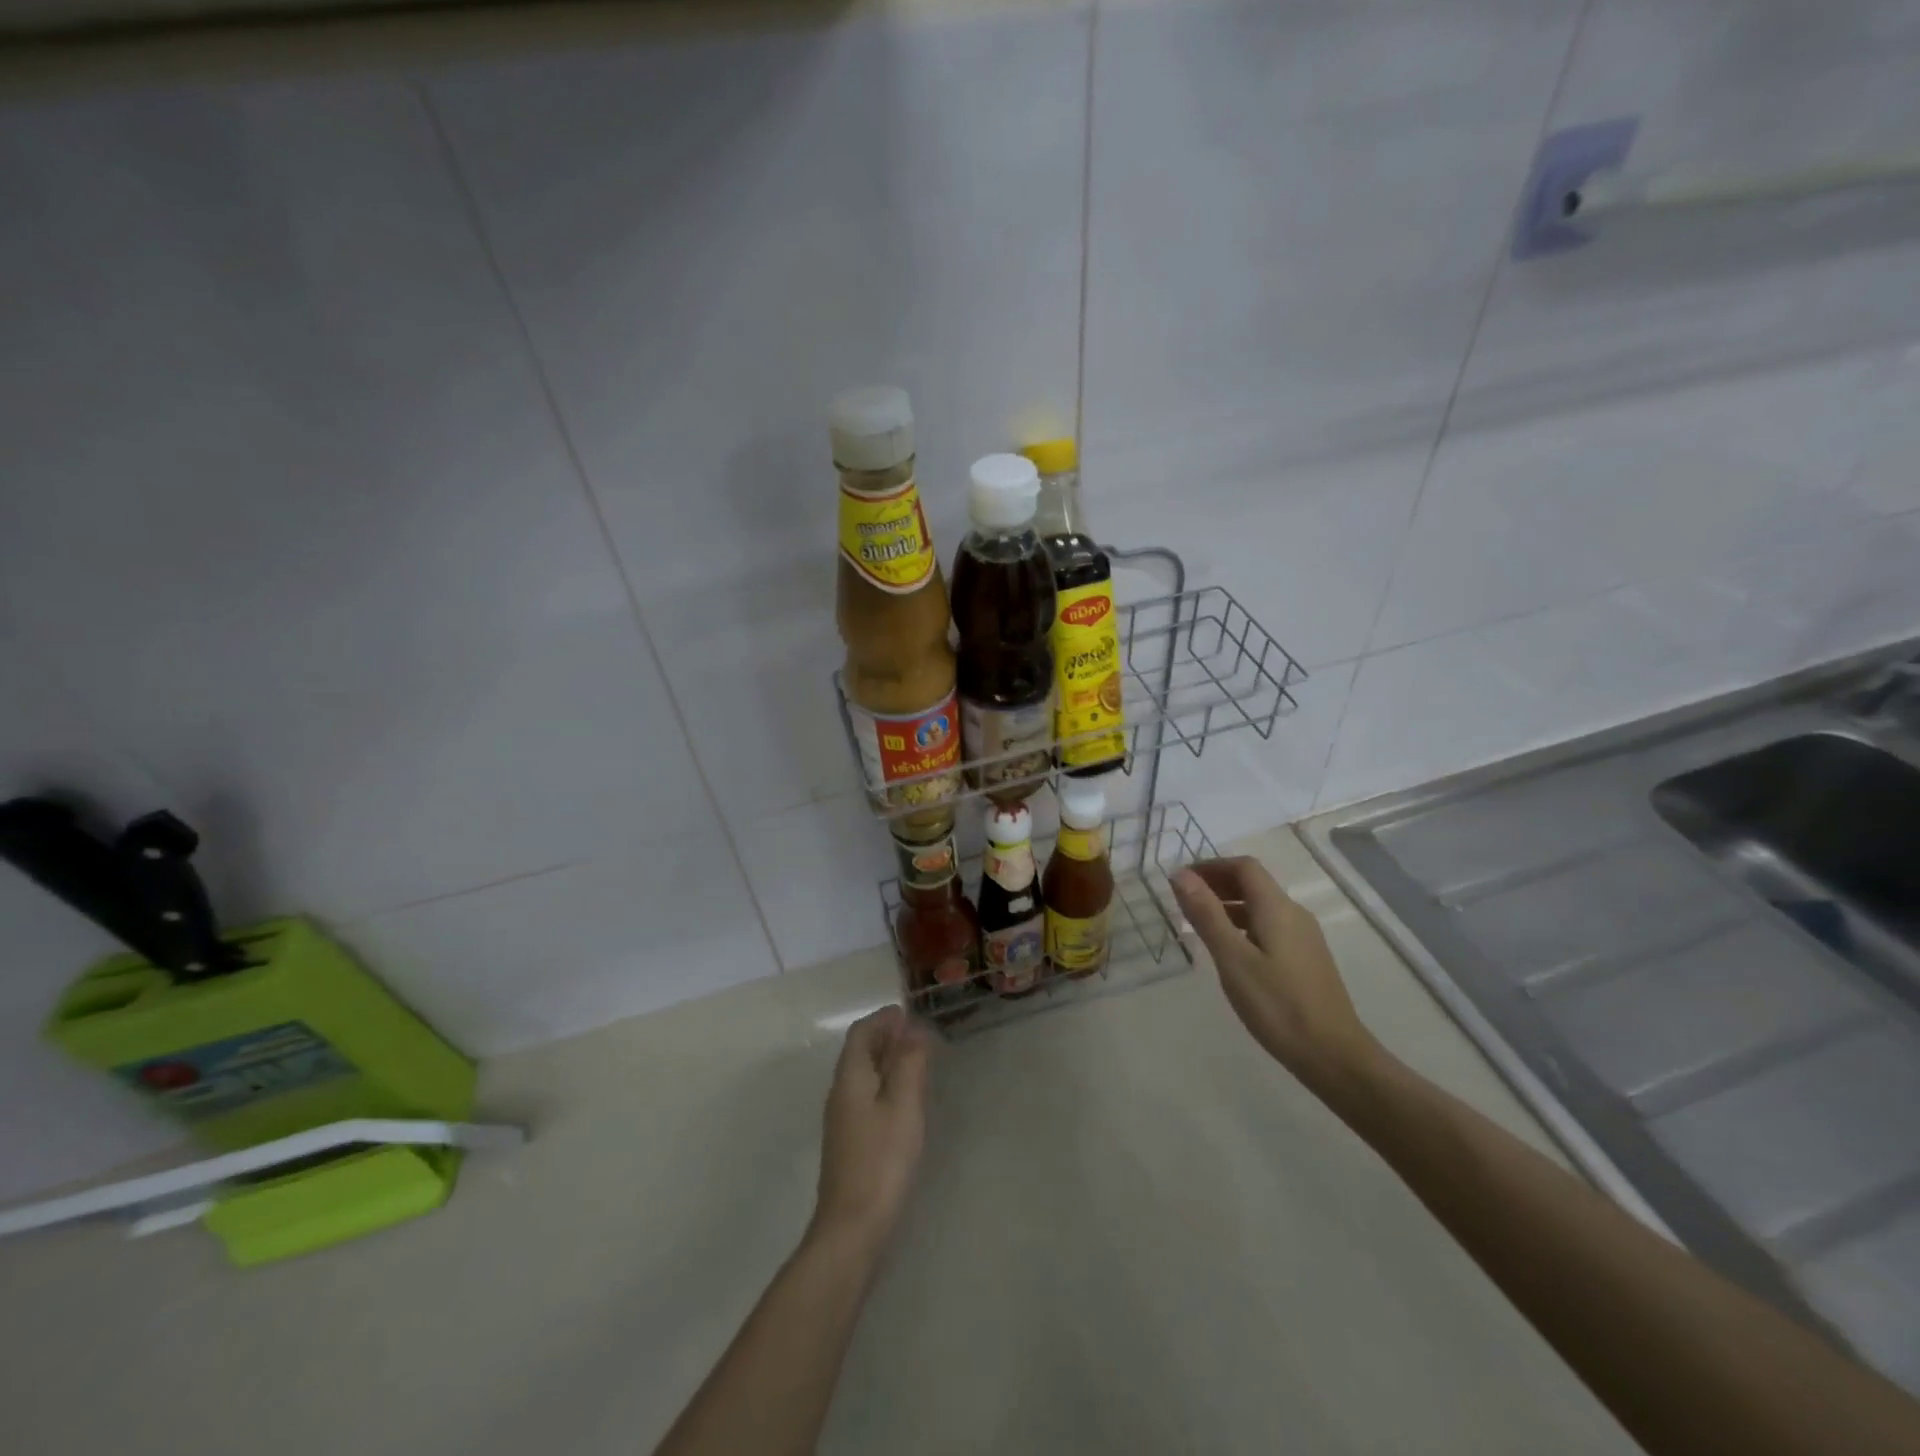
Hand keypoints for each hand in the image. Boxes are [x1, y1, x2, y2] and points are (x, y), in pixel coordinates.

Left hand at [811, 1006, 929, 1249]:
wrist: (852, 1228)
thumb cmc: (882, 1160)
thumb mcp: (904, 1106)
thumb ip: (909, 1064)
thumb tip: (913, 1029)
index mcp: (850, 1078)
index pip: (861, 1033)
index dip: (883, 1019)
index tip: (908, 1013)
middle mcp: (840, 1093)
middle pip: (859, 1052)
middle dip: (885, 1037)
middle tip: (917, 1034)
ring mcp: (842, 1120)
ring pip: (862, 1075)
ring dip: (885, 1060)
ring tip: (916, 1060)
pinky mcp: (850, 1142)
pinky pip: (866, 1096)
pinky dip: (884, 1083)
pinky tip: (904, 1098)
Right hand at [1173, 857, 1382, 1092]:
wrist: (1333, 1055)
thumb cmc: (1277, 1004)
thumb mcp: (1232, 958)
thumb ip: (1206, 914)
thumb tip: (1181, 875)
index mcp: (1276, 908)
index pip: (1244, 867)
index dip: (1210, 866)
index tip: (1180, 881)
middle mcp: (1294, 914)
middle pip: (1253, 883)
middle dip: (1217, 884)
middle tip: (1183, 901)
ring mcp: (1304, 938)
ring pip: (1261, 907)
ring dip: (1229, 906)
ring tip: (1199, 925)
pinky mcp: (1306, 959)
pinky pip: (1269, 927)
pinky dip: (1243, 925)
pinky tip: (1230, 951)